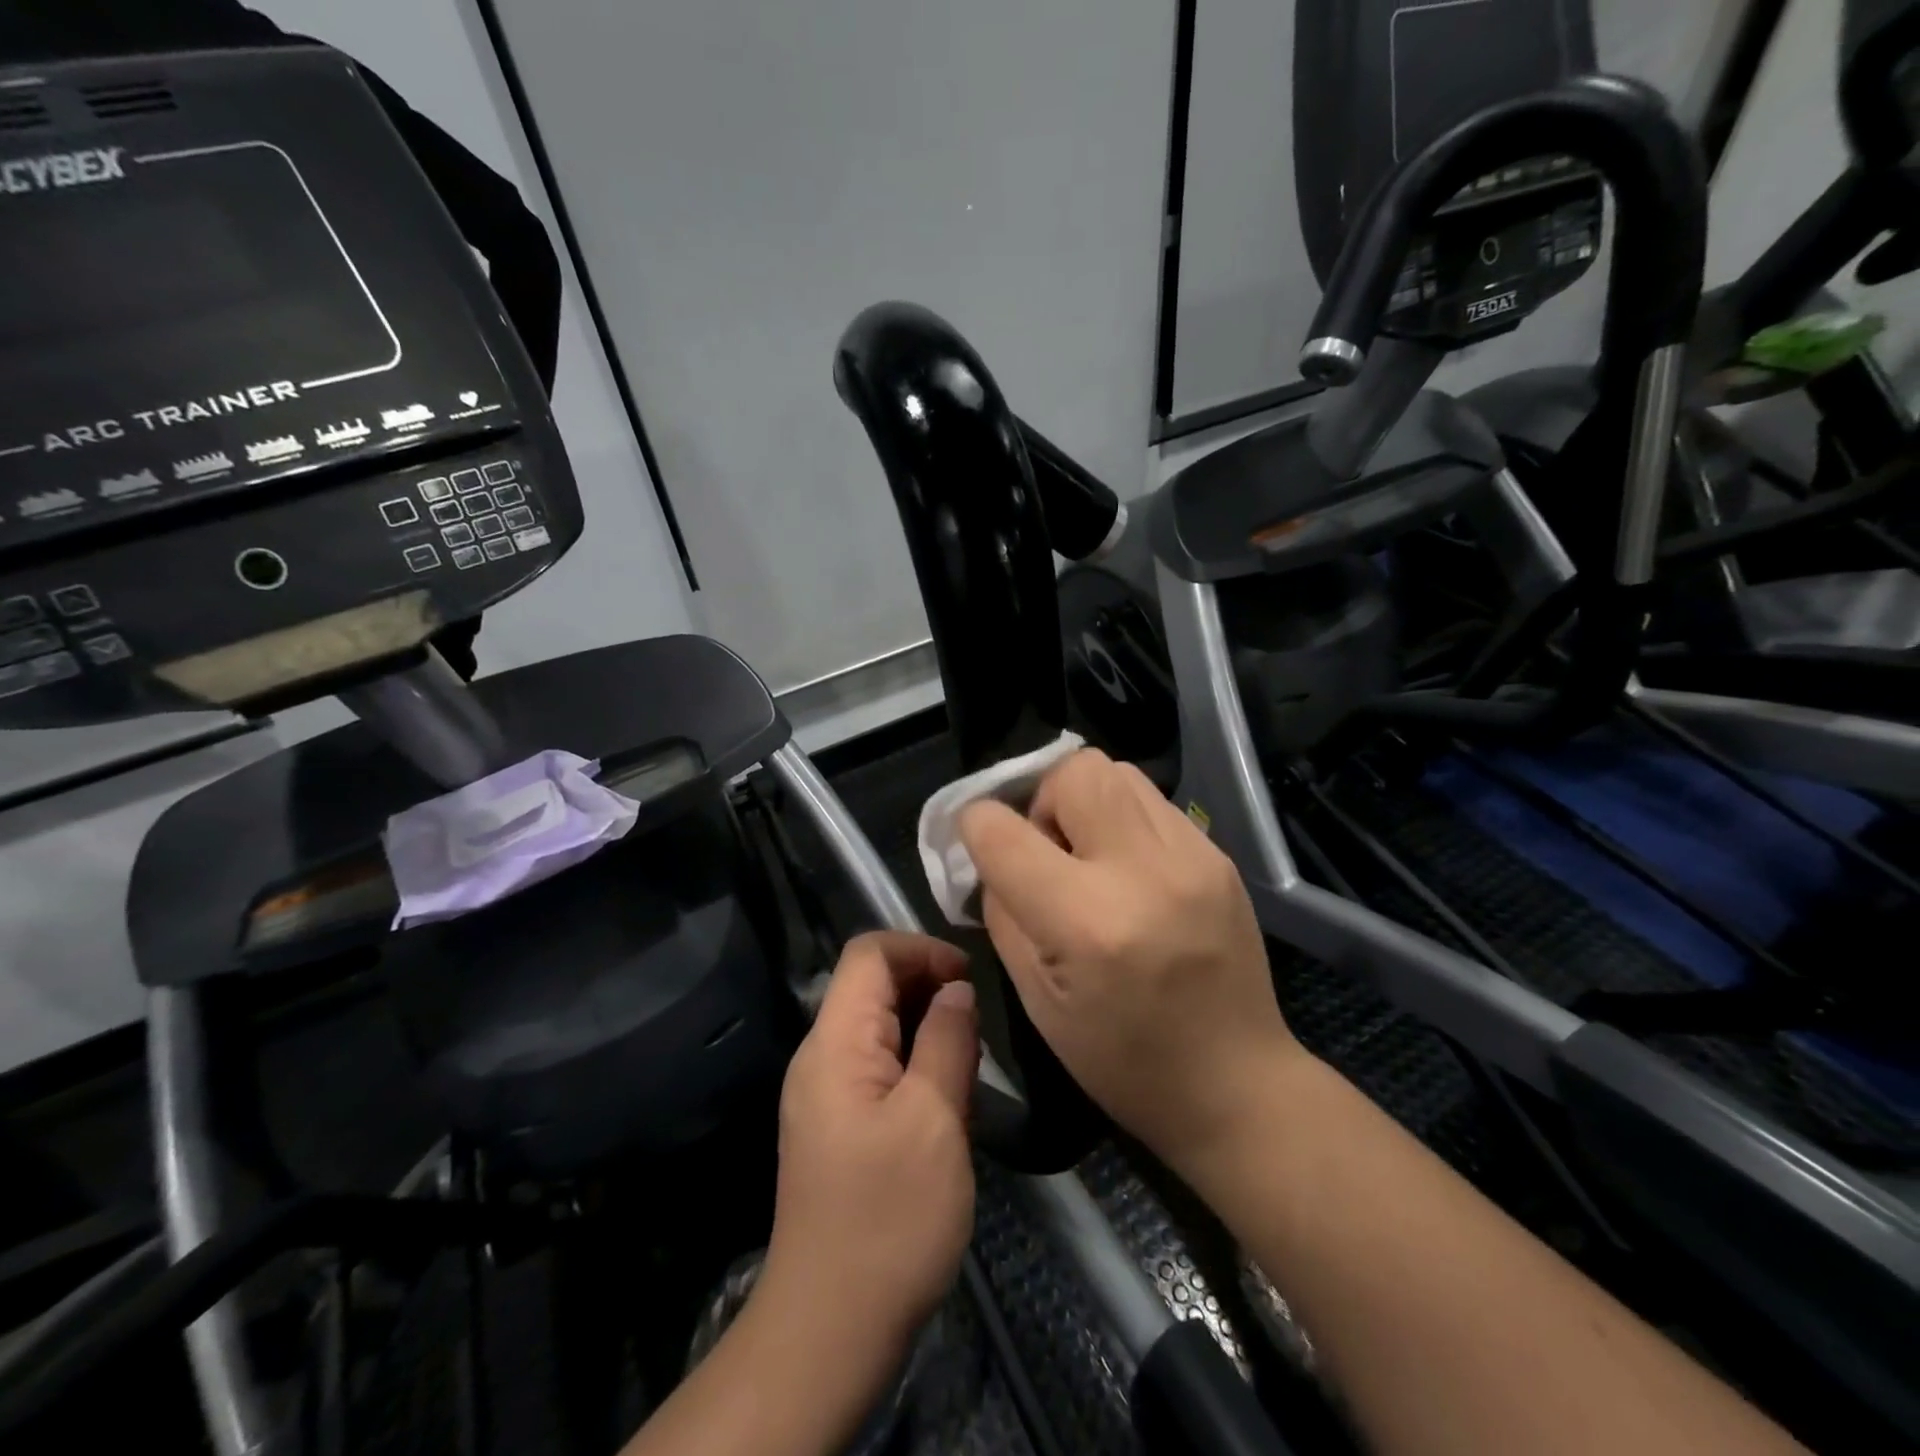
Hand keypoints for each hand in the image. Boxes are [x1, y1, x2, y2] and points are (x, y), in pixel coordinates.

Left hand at [762, 931, 978, 1365]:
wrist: (831, 1330)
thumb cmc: (889, 1219)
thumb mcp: (934, 1120)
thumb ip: (947, 1041)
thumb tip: (957, 988)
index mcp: (835, 1043)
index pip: (869, 953)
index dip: (922, 949)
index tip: (970, 978)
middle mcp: (821, 1056)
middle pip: (871, 984)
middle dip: (928, 986)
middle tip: (977, 1024)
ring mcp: (825, 1093)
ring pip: (878, 1025)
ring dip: (926, 1027)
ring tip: (969, 1062)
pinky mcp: (837, 1125)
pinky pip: (877, 1065)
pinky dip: (915, 1061)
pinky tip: (947, 1098)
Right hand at [959, 749, 1302, 1171]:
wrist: (1239, 1082)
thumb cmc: (1124, 1061)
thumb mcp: (1037, 1000)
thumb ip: (1003, 914)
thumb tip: (991, 858)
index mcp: (1086, 922)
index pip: (1003, 831)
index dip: (974, 826)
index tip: (977, 841)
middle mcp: (1142, 872)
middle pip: (1074, 771)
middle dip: (1041, 797)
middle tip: (1047, 849)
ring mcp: (1190, 856)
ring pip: (1117, 771)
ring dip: (1084, 801)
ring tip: (1088, 854)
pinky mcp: (1217, 855)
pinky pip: (1152, 801)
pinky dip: (1123, 818)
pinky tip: (1129, 869)